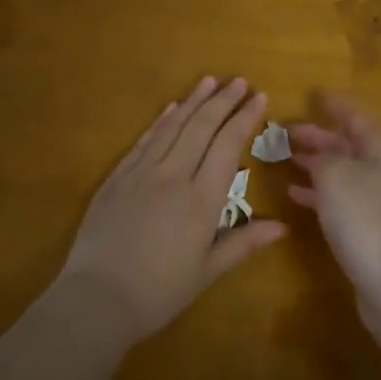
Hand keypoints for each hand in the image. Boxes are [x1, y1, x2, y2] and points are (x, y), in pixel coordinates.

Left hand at [58, 76, 287, 344]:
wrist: (97, 298)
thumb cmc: (159, 291)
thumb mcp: (207, 271)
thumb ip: (244, 243)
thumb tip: (283, 227)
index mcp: (201, 199)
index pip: (227, 145)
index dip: (244, 118)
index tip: (259, 97)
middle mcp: (173, 175)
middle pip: (201, 127)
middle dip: (222, 101)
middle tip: (238, 80)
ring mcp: (141, 173)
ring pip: (172, 127)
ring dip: (193, 102)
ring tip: (209, 81)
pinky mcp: (117, 178)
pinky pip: (144, 141)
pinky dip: (160, 121)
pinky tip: (170, 109)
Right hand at [287, 95, 380, 315]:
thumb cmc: (366, 219)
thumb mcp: (335, 176)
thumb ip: (322, 157)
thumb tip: (319, 157)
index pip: (354, 115)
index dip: (332, 105)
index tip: (313, 94)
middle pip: (349, 144)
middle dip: (318, 137)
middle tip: (286, 131)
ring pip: (344, 172)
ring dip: (316, 165)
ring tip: (286, 159)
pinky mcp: (374, 228)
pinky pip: (342, 199)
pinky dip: (319, 193)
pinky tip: (295, 195)